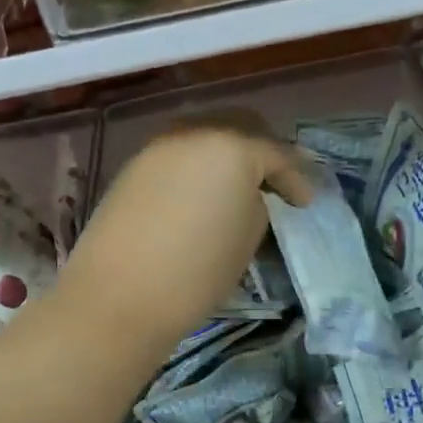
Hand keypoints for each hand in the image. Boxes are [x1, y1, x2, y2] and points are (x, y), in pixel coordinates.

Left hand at [59, 117, 311, 352]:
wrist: (117, 297)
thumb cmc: (196, 272)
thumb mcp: (248, 238)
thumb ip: (257, 203)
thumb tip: (249, 194)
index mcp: (232, 146)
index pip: (277, 153)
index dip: (297, 178)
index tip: (305, 202)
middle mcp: (195, 132)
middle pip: (240, 125)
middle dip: (263, 150)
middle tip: (275, 181)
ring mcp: (159, 145)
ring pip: (206, 134)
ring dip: (228, 153)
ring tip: (238, 186)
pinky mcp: (134, 165)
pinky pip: (179, 153)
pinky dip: (198, 164)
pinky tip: (202, 191)